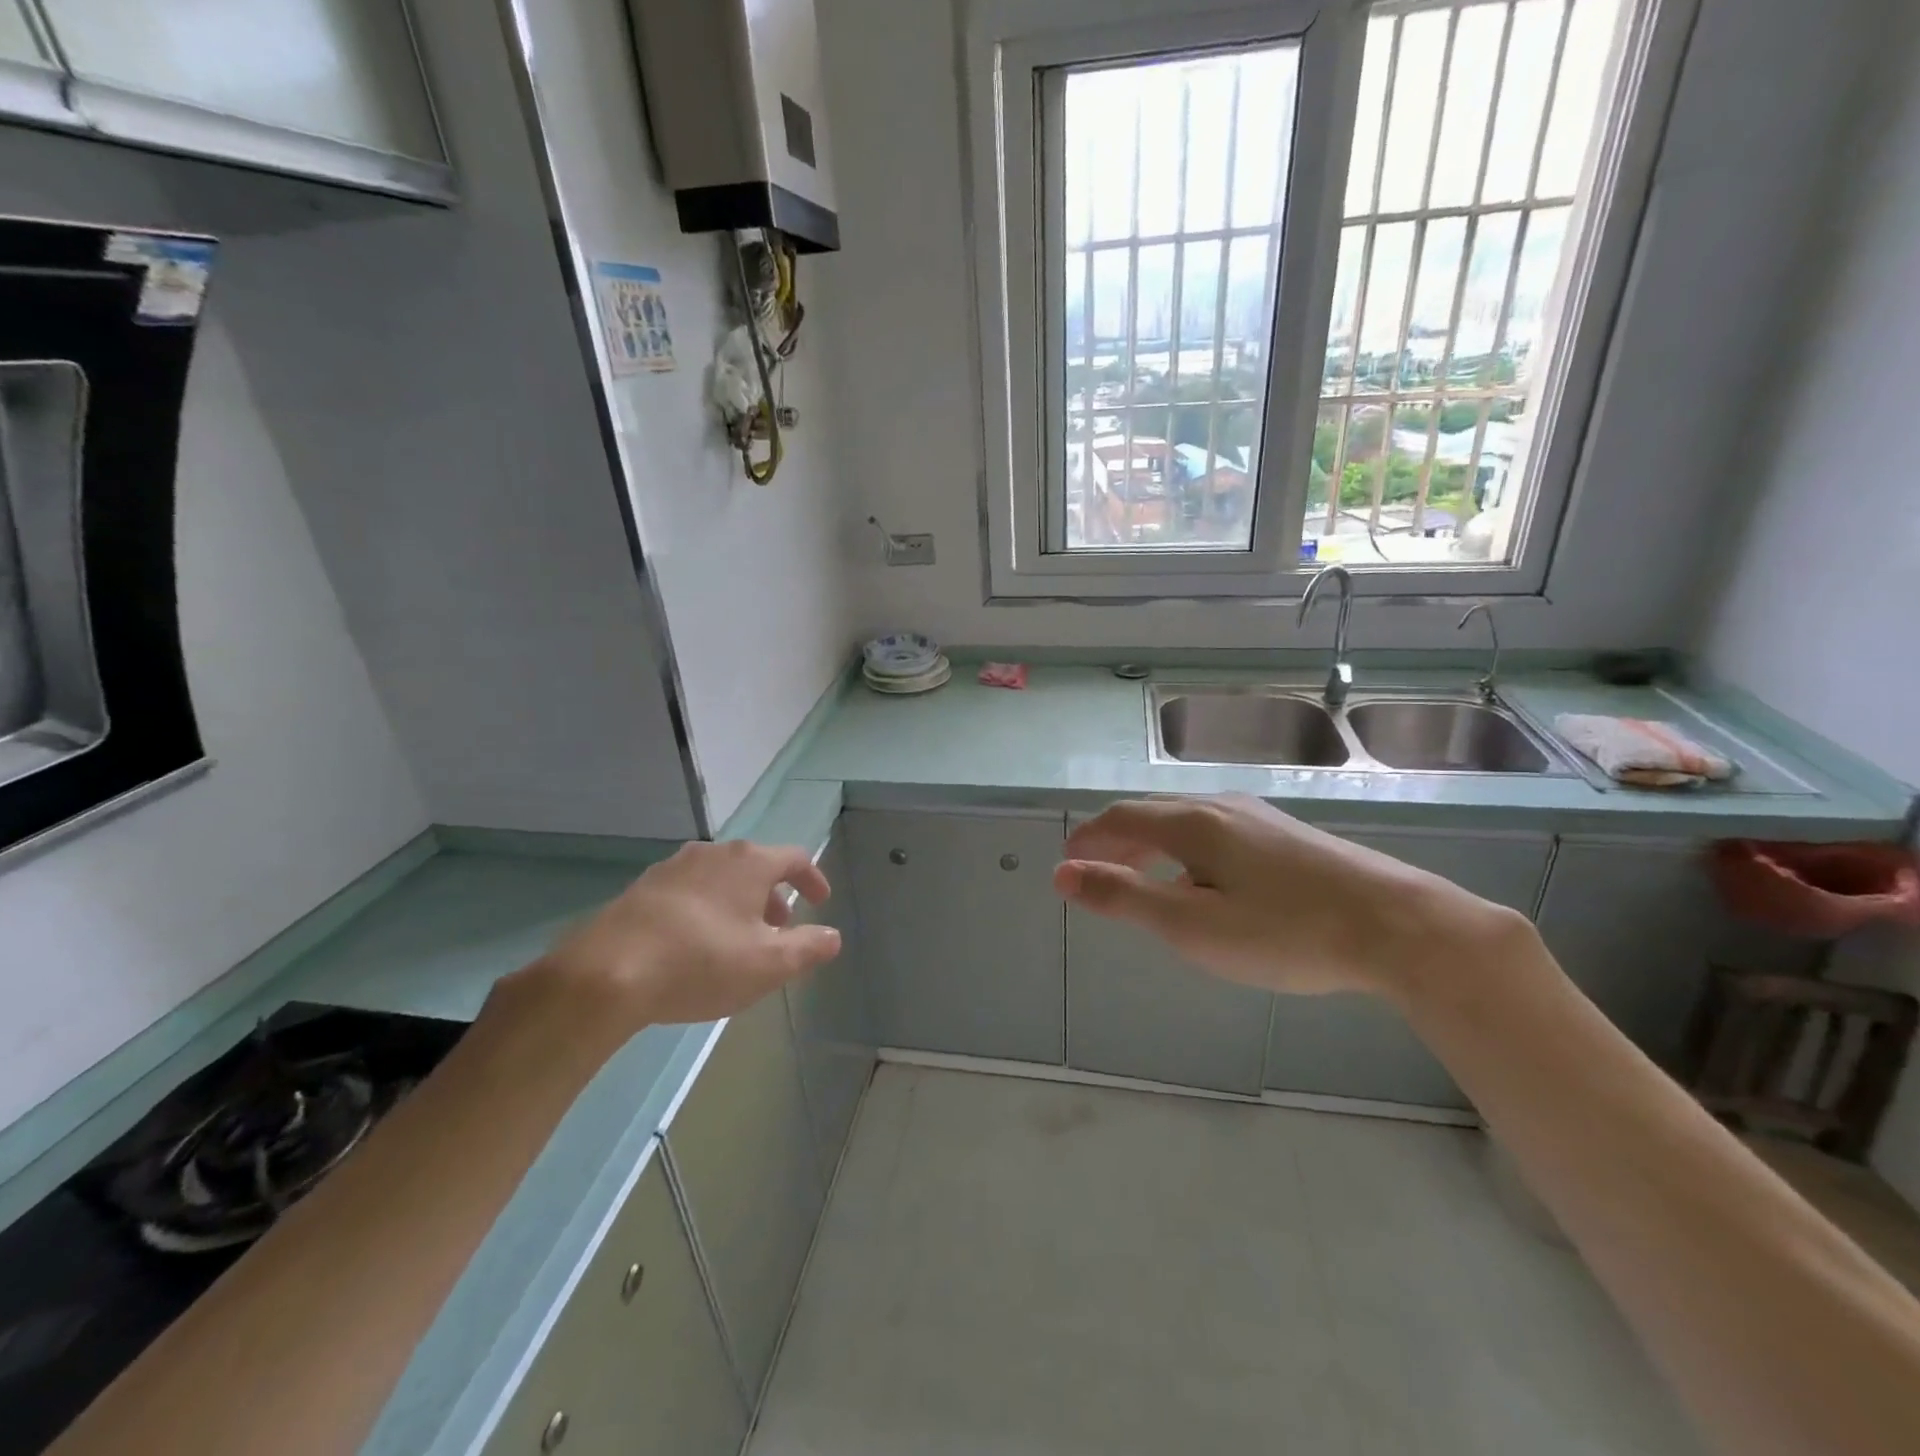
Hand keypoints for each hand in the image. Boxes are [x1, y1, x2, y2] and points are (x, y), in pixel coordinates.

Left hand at [511, 840, 842, 1029]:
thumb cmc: (701, 962)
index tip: (820, 902)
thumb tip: (832, 937)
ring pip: (720, 878)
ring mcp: (672, 868)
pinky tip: (696, 943)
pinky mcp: (641, 889)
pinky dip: (706, 909)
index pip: (795, 858)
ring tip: (739, 939)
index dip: (813, 879)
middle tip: (780, 928)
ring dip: (739, 902)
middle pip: (755, 865)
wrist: (606, 973)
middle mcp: (712, 853)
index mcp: (749, 862)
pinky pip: (689, 891)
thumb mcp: (769, 964)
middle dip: (774, 895)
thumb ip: (809, 948)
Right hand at [1054, 794, 1518, 998]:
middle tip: (1096, 873)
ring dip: (1151, 844)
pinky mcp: (1286, 832)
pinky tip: (1203, 881)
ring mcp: (1258, 816)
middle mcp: (1220, 805)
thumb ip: (1124, 897)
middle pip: (1151, 813)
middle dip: (1117, 841)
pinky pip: (1216, 830)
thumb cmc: (1284, 931)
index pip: (1120, 817)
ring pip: (1186, 820)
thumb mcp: (1191, 925)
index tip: (1067, 864)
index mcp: (1191, 822)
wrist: (1398, 926)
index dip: (1088, 839)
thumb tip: (1063, 874)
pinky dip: (1186, 849)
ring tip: (1142, 878)